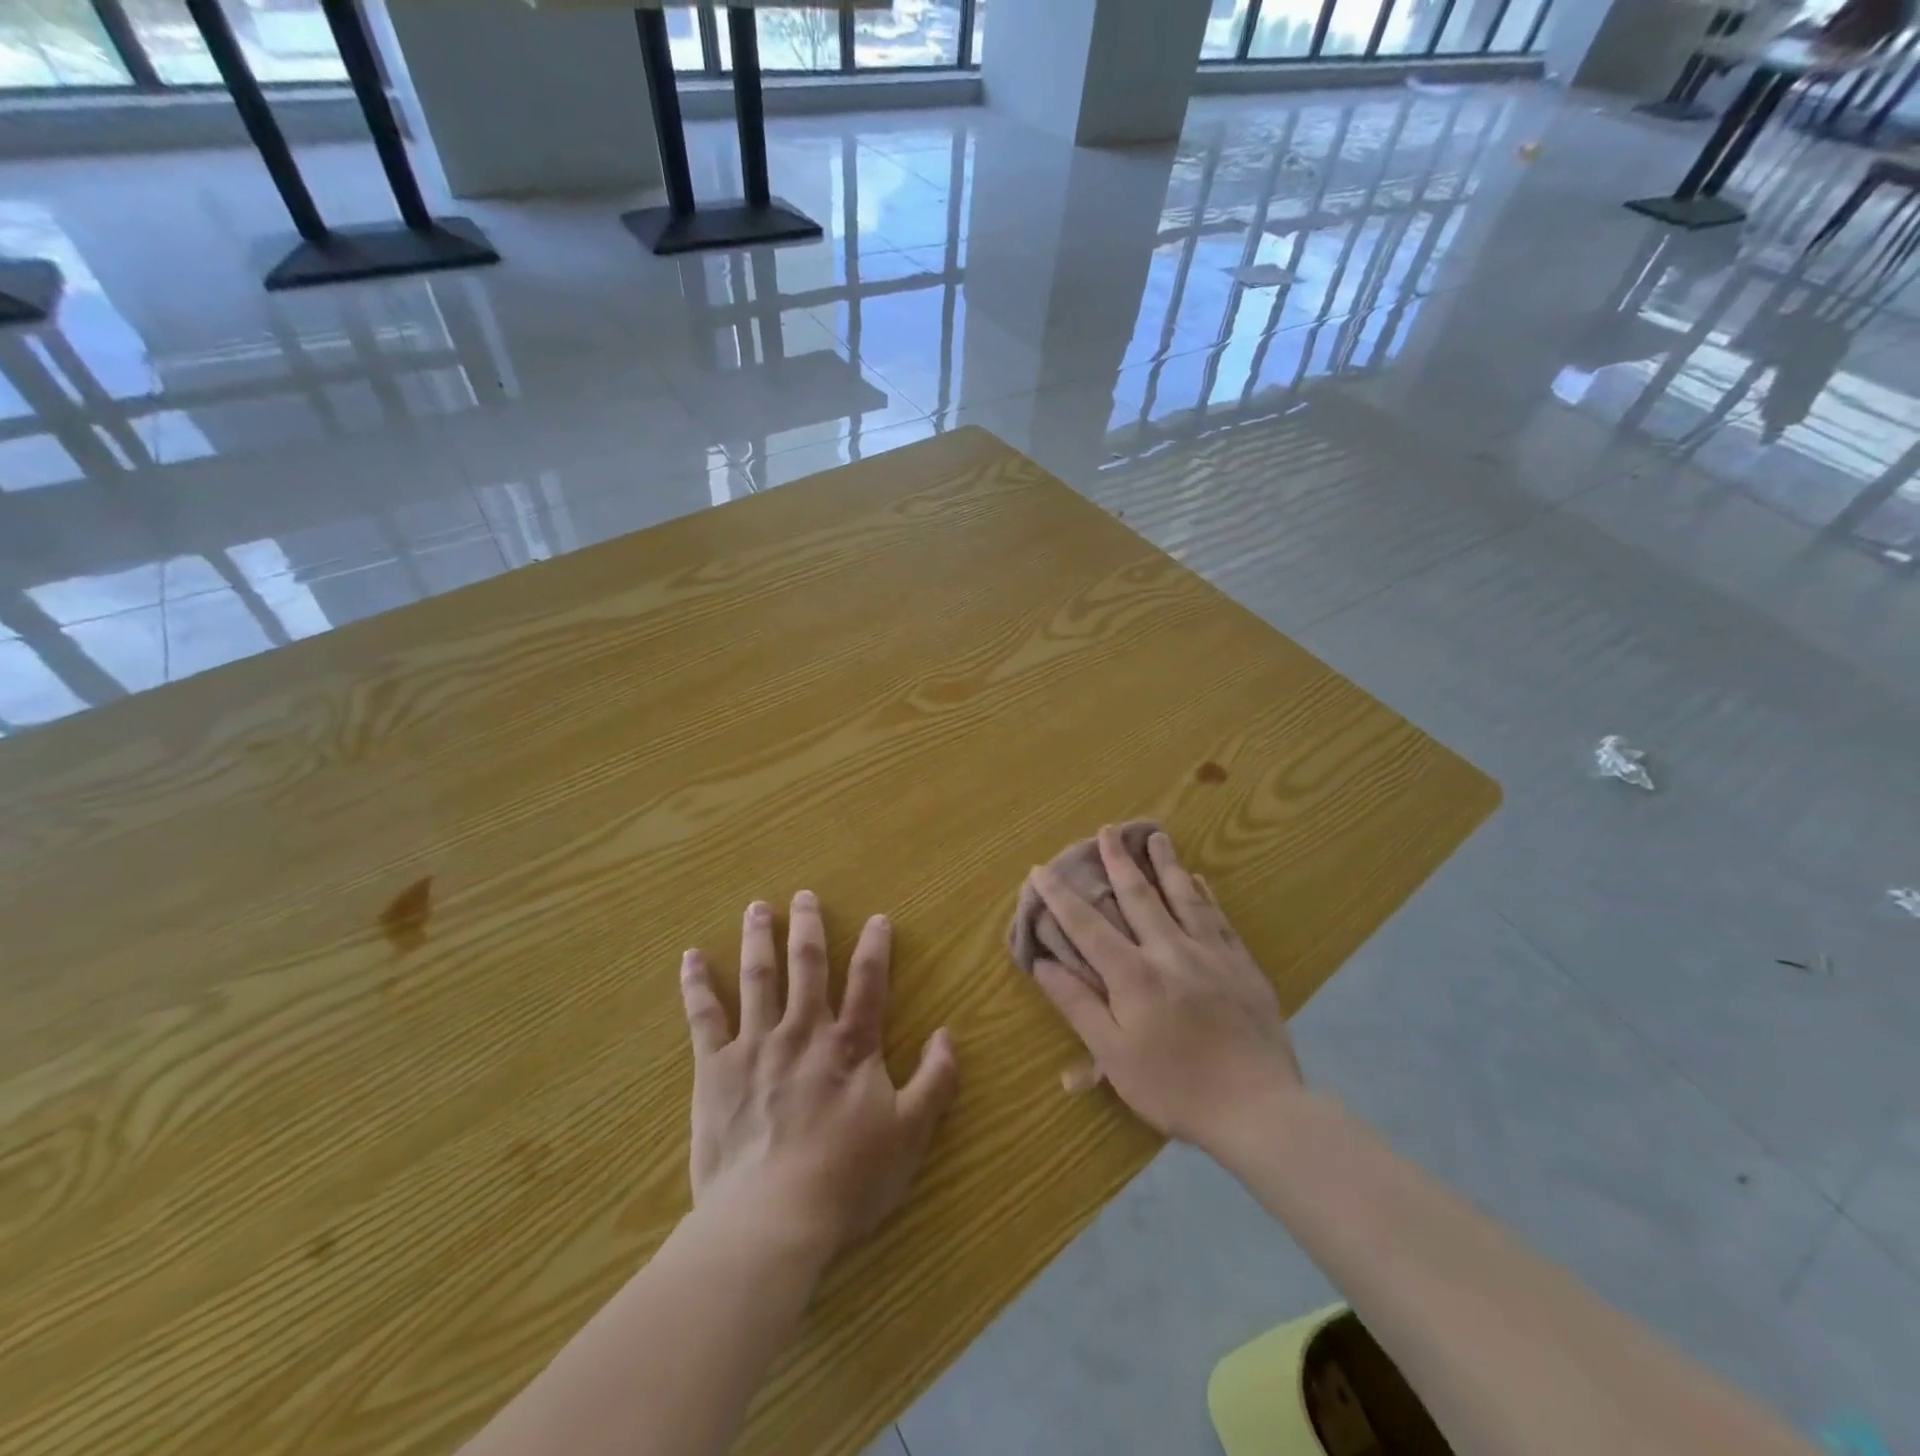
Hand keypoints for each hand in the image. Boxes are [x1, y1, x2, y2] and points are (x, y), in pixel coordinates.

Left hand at [680, 893, 957, 1258]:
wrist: (771, 1219)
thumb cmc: (847, 1179)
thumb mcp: (910, 1134)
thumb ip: (935, 1080)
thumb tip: (949, 1034)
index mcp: (850, 1045)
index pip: (868, 982)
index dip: (875, 947)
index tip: (877, 918)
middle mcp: (804, 1031)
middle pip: (807, 965)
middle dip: (807, 927)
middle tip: (803, 896)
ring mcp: (756, 1045)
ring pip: (758, 978)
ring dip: (759, 939)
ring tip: (757, 908)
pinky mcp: (715, 1069)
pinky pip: (704, 1017)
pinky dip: (697, 985)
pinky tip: (692, 957)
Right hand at [1027, 827, 1302, 1153]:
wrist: (1259, 1109)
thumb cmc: (1175, 1088)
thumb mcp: (1114, 1055)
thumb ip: (1078, 1004)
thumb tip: (1043, 963)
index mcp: (1134, 974)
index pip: (1087, 925)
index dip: (1060, 896)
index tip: (1041, 870)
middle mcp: (1170, 951)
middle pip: (1139, 896)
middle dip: (1118, 861)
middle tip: (1106, 830)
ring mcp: (1211, 954)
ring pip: (1183, 897)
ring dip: (1166, 863)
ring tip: (1156, 835)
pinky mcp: (1242, 966)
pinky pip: (1219, 918)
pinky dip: (1205, 895)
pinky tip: (1200, 880)